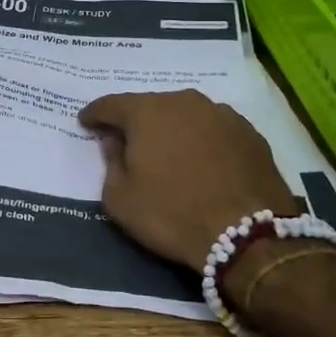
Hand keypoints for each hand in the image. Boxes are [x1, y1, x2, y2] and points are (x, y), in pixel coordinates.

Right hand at [78, 89, 299, 269]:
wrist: (247, 235)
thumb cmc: (172, 215)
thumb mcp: (120, 199)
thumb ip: (111, 163)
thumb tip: (116, 142)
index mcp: (147, 112)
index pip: (111, 105)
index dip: (95, 114)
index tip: (86, 122)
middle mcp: (184, 102)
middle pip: (151, 106)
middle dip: (137, 121)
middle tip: (129, 140)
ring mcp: (221, 114)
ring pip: (186, 115)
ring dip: (173, 128)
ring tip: (169, 151)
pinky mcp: (249, 132)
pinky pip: (214, 130)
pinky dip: (203, 140)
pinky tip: (203, 161)